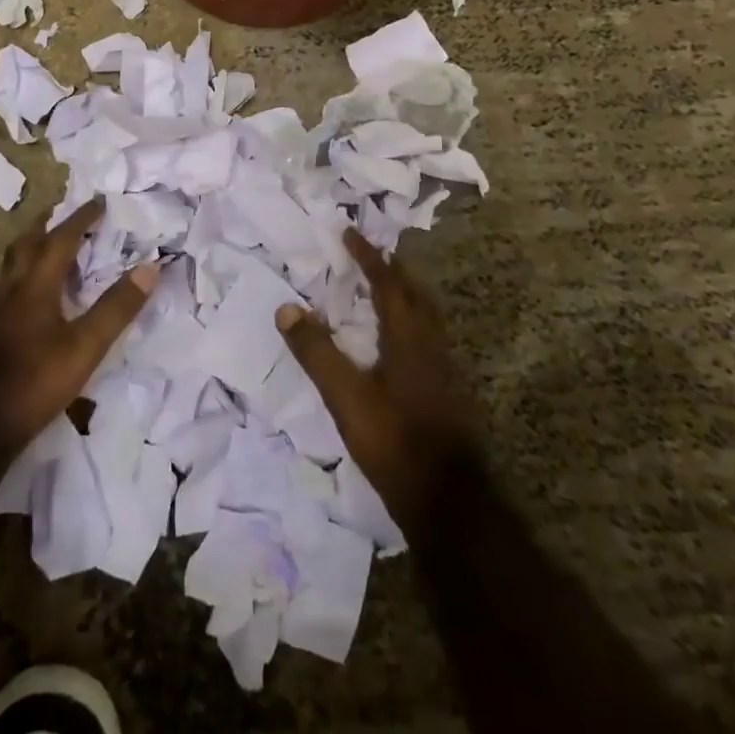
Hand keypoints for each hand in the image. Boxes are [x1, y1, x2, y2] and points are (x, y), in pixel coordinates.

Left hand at [0, 200, 155, 455]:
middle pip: (28, 243)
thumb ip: (117, 307)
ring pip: (15, 264)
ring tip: (51, 246)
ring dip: (34, 247)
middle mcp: (13, 288)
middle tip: (67, 215)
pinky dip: (27, 273)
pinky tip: (34, 293)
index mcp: (36, 284)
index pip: (61, 239)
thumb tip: (150, 266)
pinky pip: (10, 285)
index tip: (99, 201)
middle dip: (49, 224)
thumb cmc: (36, 379)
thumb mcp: (86, 345)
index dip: (81, 218)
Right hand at [276, 229, 483, 529]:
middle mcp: (431, 344)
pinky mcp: (447, 392)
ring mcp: (444, 369)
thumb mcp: (345, 396)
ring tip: (383, 291)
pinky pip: (428, 338)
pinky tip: (397, 343)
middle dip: (393, 270)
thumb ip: (316, 352)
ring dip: (405, 295)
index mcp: (408, 337)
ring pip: (426, 316)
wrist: (448, 501)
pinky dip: (410, 322)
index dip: (368, 256)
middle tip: (371, 256)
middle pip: (415, 294)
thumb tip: (286, 308)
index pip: (388, 283)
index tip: (350, 233)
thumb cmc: (394, 440)